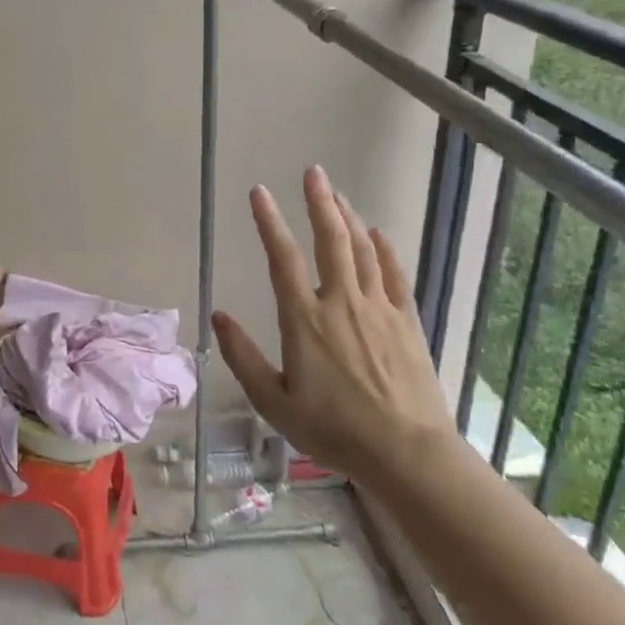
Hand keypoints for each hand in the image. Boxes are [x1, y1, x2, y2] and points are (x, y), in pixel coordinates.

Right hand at [211, 166, 453, 493]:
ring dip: (348, 217)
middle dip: (320, 202)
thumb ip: (242, 356)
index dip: (269, 222)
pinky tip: (378, 234)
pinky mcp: (406, 322)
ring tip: (337, 194)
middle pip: (332, 239)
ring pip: (363, 250)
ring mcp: (378, 309)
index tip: (259, 192)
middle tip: (314, 172)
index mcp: (305, 319)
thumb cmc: (333, 430)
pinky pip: (394, 275)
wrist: (406, 453)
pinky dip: (385, 250)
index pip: (283, 258)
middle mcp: (341, 302)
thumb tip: (218, 315)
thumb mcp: (274, 402)